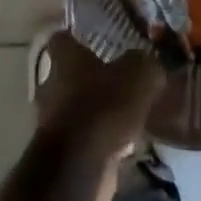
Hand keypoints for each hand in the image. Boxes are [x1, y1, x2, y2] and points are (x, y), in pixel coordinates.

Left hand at [34, 32, 165, 163]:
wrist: (80, 164)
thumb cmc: (105, 106)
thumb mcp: (139, 74)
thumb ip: (144, 63)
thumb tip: (148, 63)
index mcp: (65, 59)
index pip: (61, 37)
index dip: (76, 35)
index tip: (93, 37)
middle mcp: (51, 85)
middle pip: (66, 74)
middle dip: (89, 76)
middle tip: (117, 76)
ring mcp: (52, 120)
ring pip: (75, 107)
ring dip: (95, 109)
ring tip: (125, 112)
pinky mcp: (61, 151)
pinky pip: (82, 136)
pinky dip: (98, 137)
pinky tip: (124, 142)